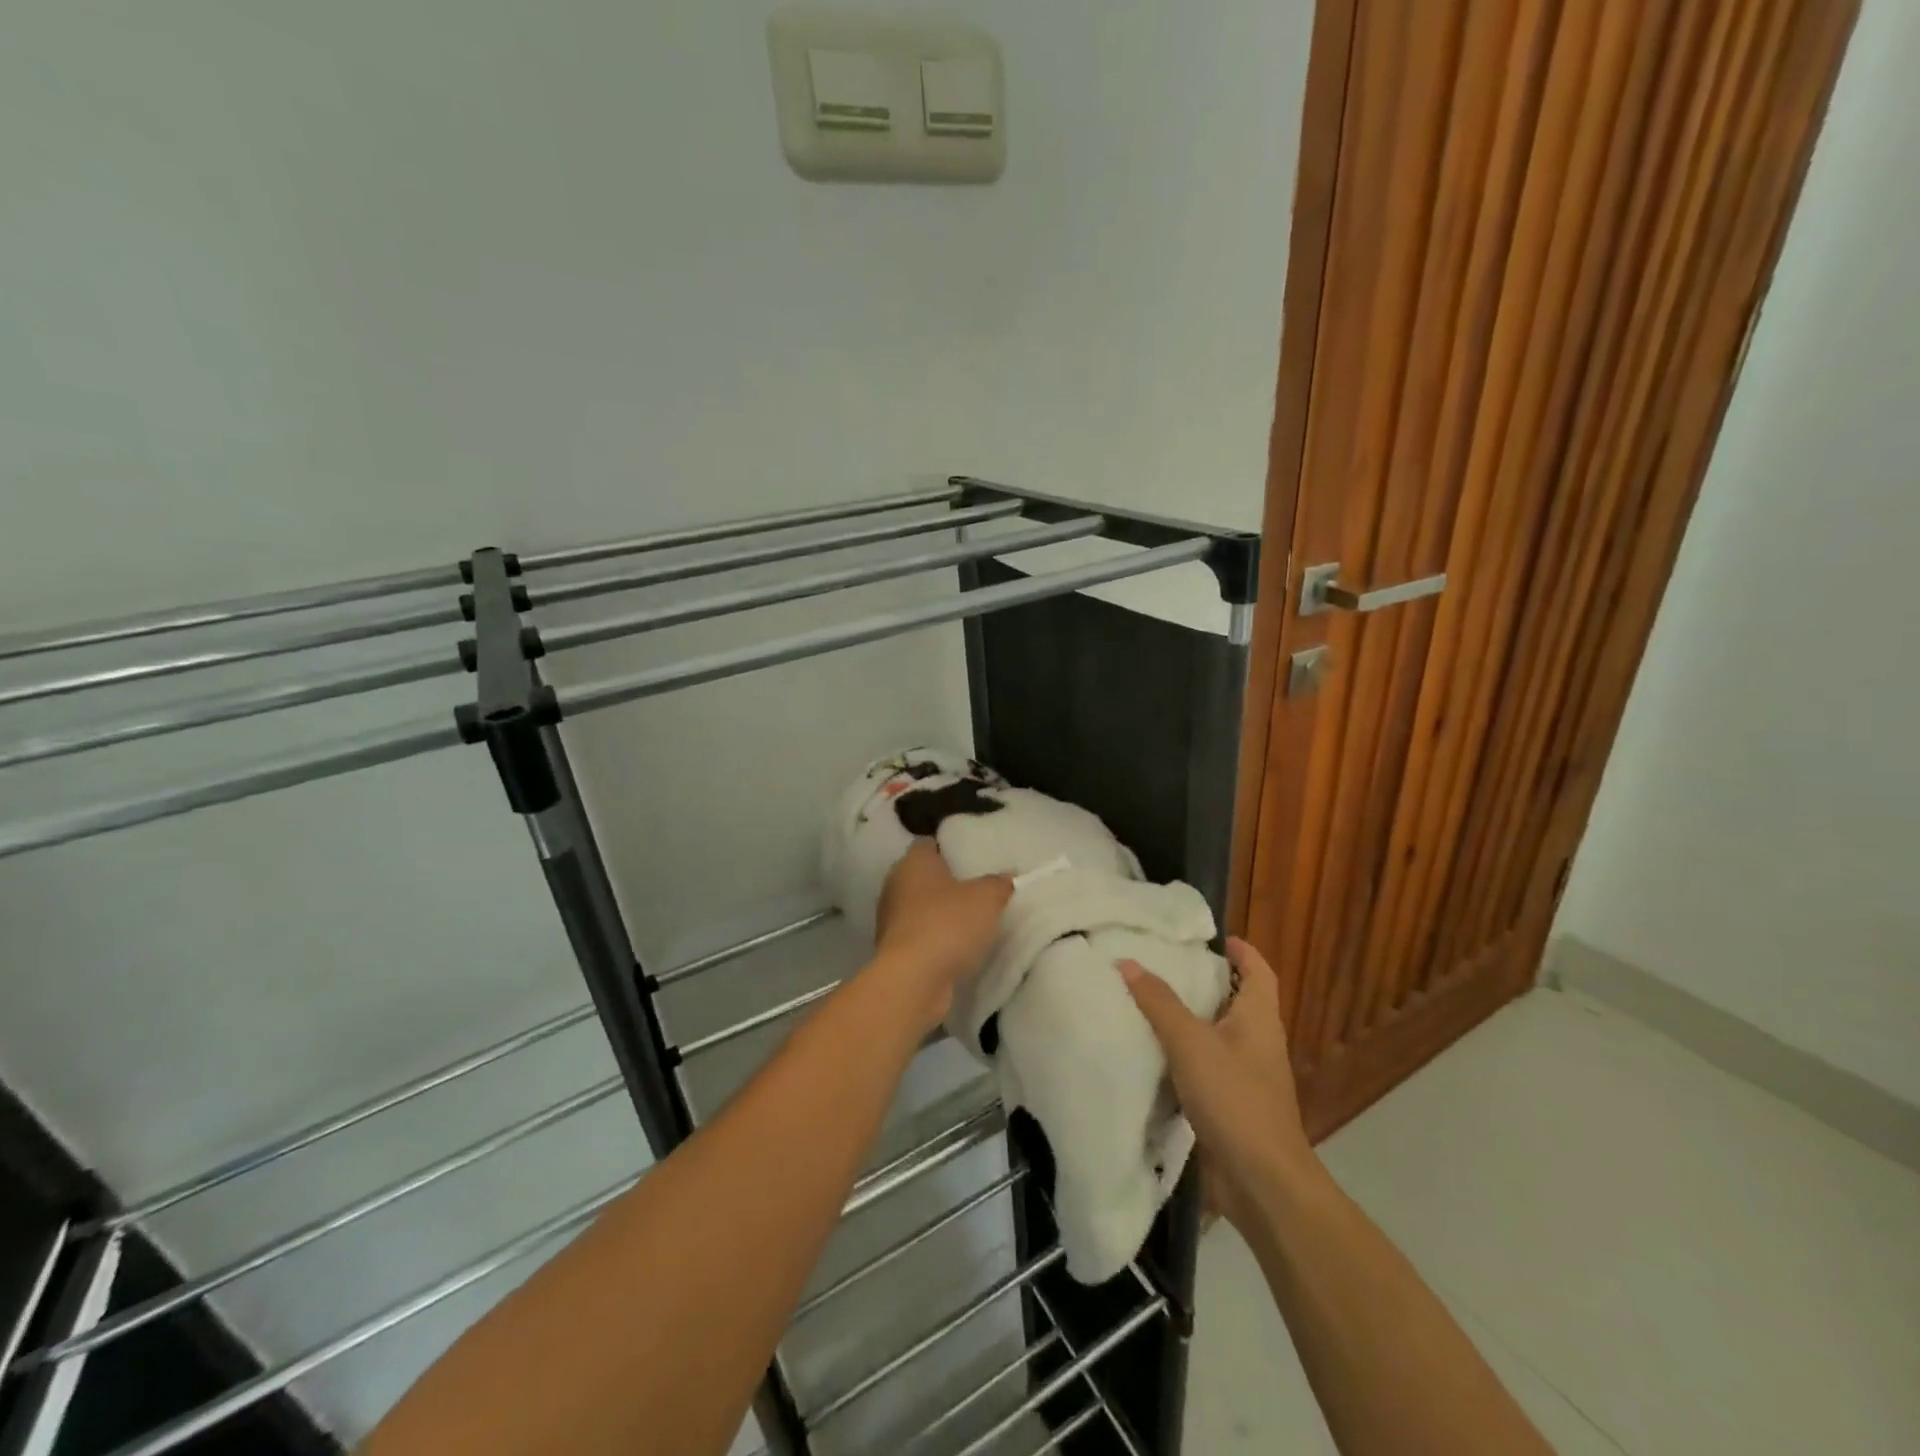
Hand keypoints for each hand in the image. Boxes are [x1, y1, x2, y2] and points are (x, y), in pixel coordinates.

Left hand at [872, 840, 1012, 1030]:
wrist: (913, 981)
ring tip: (971, 919)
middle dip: (946, 881)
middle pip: (923, 875)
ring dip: (940, 912)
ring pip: (920, 906)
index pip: (928, 843)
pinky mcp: (893, 949)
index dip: (948, 846)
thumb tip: (1005, 878)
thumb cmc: (947, 925)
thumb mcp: (987, 898)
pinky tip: (957, 946)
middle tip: (977, 887)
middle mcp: (895, 885)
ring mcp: (891, 919)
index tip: (970, 856)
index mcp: (913, 862)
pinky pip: (919, 934)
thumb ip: (998, 884)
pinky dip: (935, 937)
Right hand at [1119, 937, 1318, 1229]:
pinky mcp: (1232, 1104)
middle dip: (1207, 981)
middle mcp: (1258, 1041)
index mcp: (1259, 1018)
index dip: (1242, 951)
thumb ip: (1159, 1002)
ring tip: (1150, 1001)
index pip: (1258, 971)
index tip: (1214, 938)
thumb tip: (1128, 962)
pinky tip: (1154, 1052)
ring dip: (1191, 1018)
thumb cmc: (1234, 1098)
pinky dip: (1184, 1054)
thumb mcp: (1190, 1042)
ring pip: (1218, 1034)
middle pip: (1237, 1000)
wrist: (1261, 1180)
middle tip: (1166, 964)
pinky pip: (1207, 1065)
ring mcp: (1247, 1075)